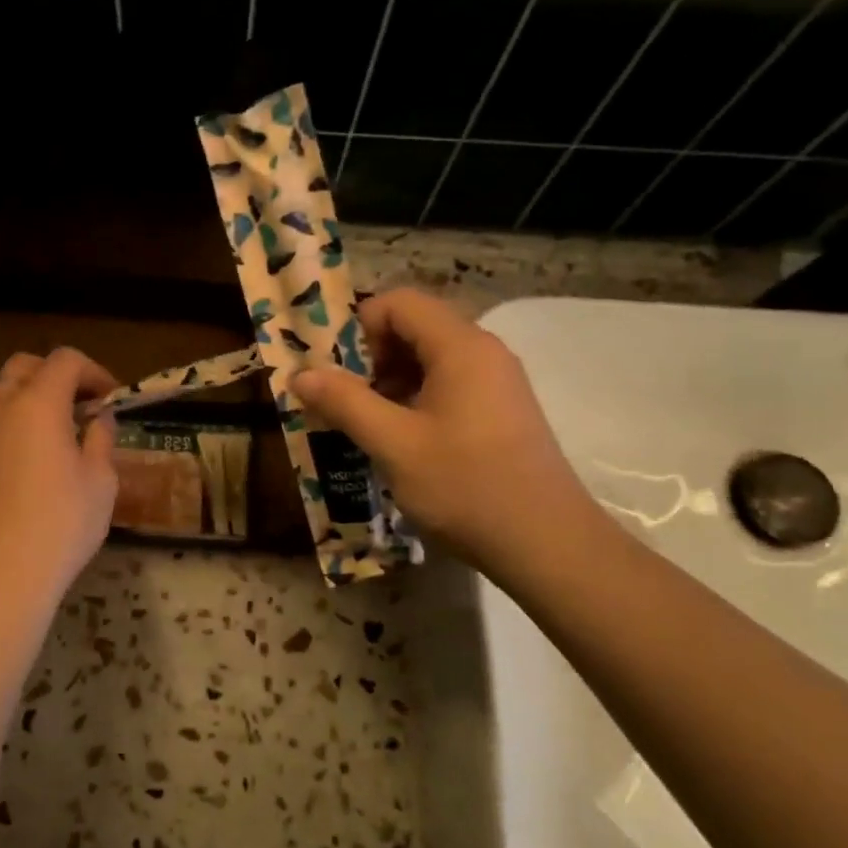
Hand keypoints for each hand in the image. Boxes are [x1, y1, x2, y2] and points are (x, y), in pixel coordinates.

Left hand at [0, 349, 119, 608]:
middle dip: (52, 375)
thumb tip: (99, 418)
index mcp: (39, 403)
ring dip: (6, 389)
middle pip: (21, 365)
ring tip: (22, 415)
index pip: (66, 361)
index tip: (108, 398)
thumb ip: (101, 440)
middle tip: (73, 406)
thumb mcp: (101, 483)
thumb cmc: (61, 527)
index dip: (93, 371)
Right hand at [290, 290, 594, 574]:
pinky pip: (450, 385)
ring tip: (366, 424)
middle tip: (344, 400)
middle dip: (372, 357)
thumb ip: (345, 403)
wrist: (547, 544)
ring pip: (432, 359)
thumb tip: (301, 374)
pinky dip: (417, 399)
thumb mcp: (393, 444)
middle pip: (416, 327)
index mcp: (460, 346)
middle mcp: (484, 352)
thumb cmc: (465, 486)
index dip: (359, 327)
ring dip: (391, 382)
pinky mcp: (502, 411)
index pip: (399, 303)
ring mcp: (498, 382)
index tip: (336, 371)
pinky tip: (402, 441)